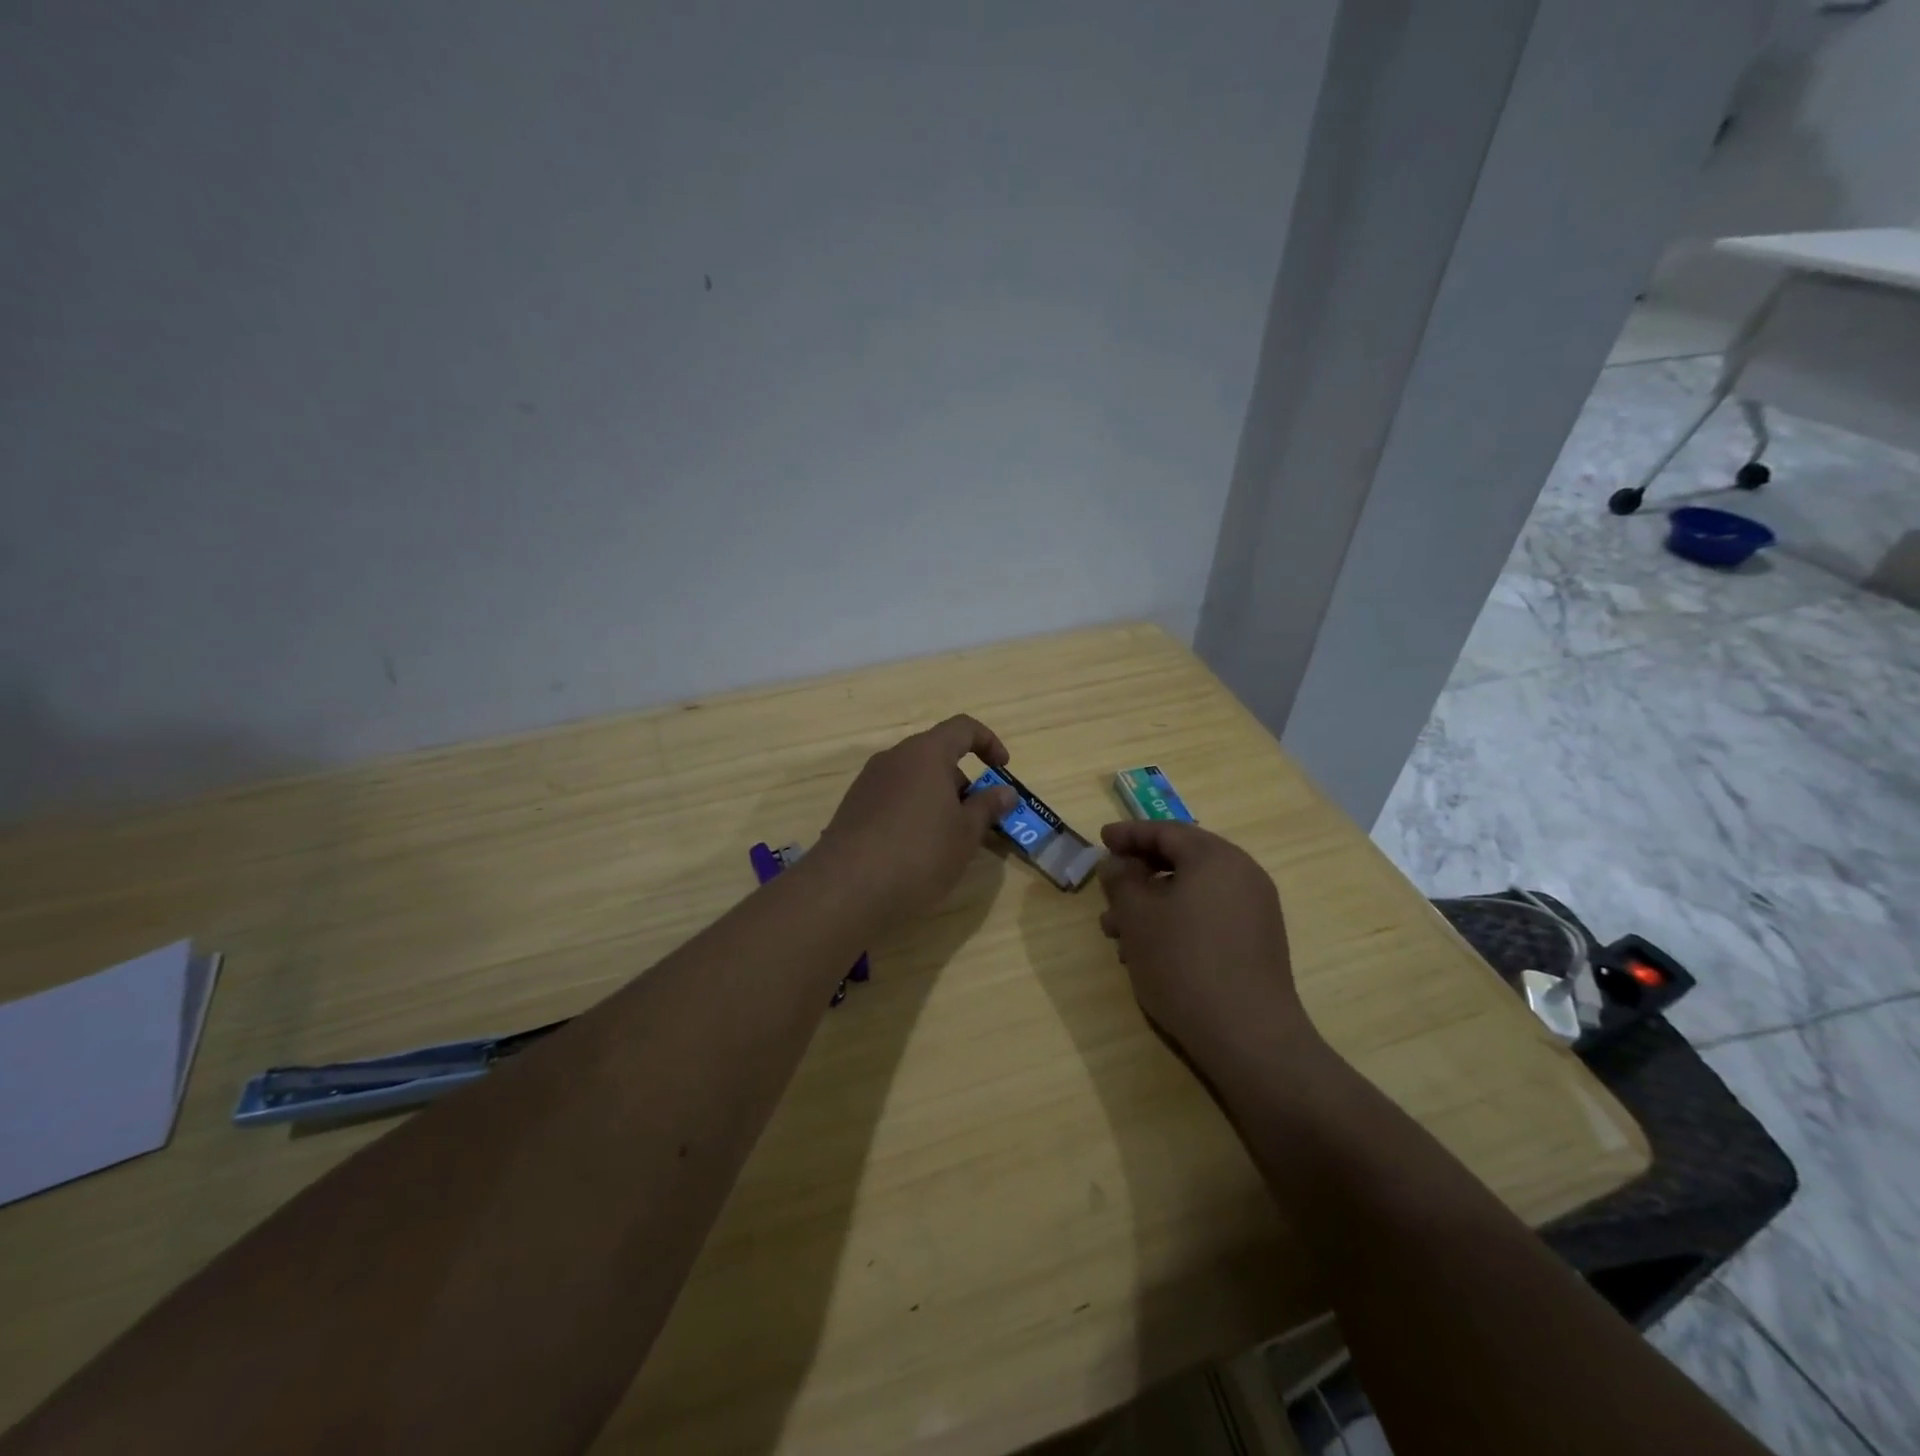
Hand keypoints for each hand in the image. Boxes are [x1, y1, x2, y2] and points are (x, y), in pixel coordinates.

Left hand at [818, 715, 1018, 921]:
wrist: (847, 889)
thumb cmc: (919, 854)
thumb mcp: (965, 834)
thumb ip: (987, 807)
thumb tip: (1005, 792)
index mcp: (926, 754)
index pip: (963, 728)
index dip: (988, 742)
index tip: (1002, 769)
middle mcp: (894, 758)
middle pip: (936, 755)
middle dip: (962, 782)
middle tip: (977, 820)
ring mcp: (868, 782)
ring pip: (913, 779)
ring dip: (937, 799)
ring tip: (948, 840)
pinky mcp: (853, 807)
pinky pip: (892, 798)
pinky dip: (912, 812)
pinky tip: (915, 851)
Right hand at [1096, 821, 1313, 1071]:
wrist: (1249, 1036)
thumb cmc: (1183, 963)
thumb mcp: (1137, 917)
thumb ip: (1121, 880)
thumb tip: (1117, 863)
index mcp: (1216, 857)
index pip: (1166, 832)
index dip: (1129, 834)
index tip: (1102, 840)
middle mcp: (1242, 874)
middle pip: (1182, 860)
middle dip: (1138, 874)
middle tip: (1106, 890)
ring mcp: (1255, 910)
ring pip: (1192, 892)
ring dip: (1152, 903)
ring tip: (1117, 933)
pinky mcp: (1258, 942)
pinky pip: (1209, 915)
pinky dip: (1177, 921)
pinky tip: (1149, 952)